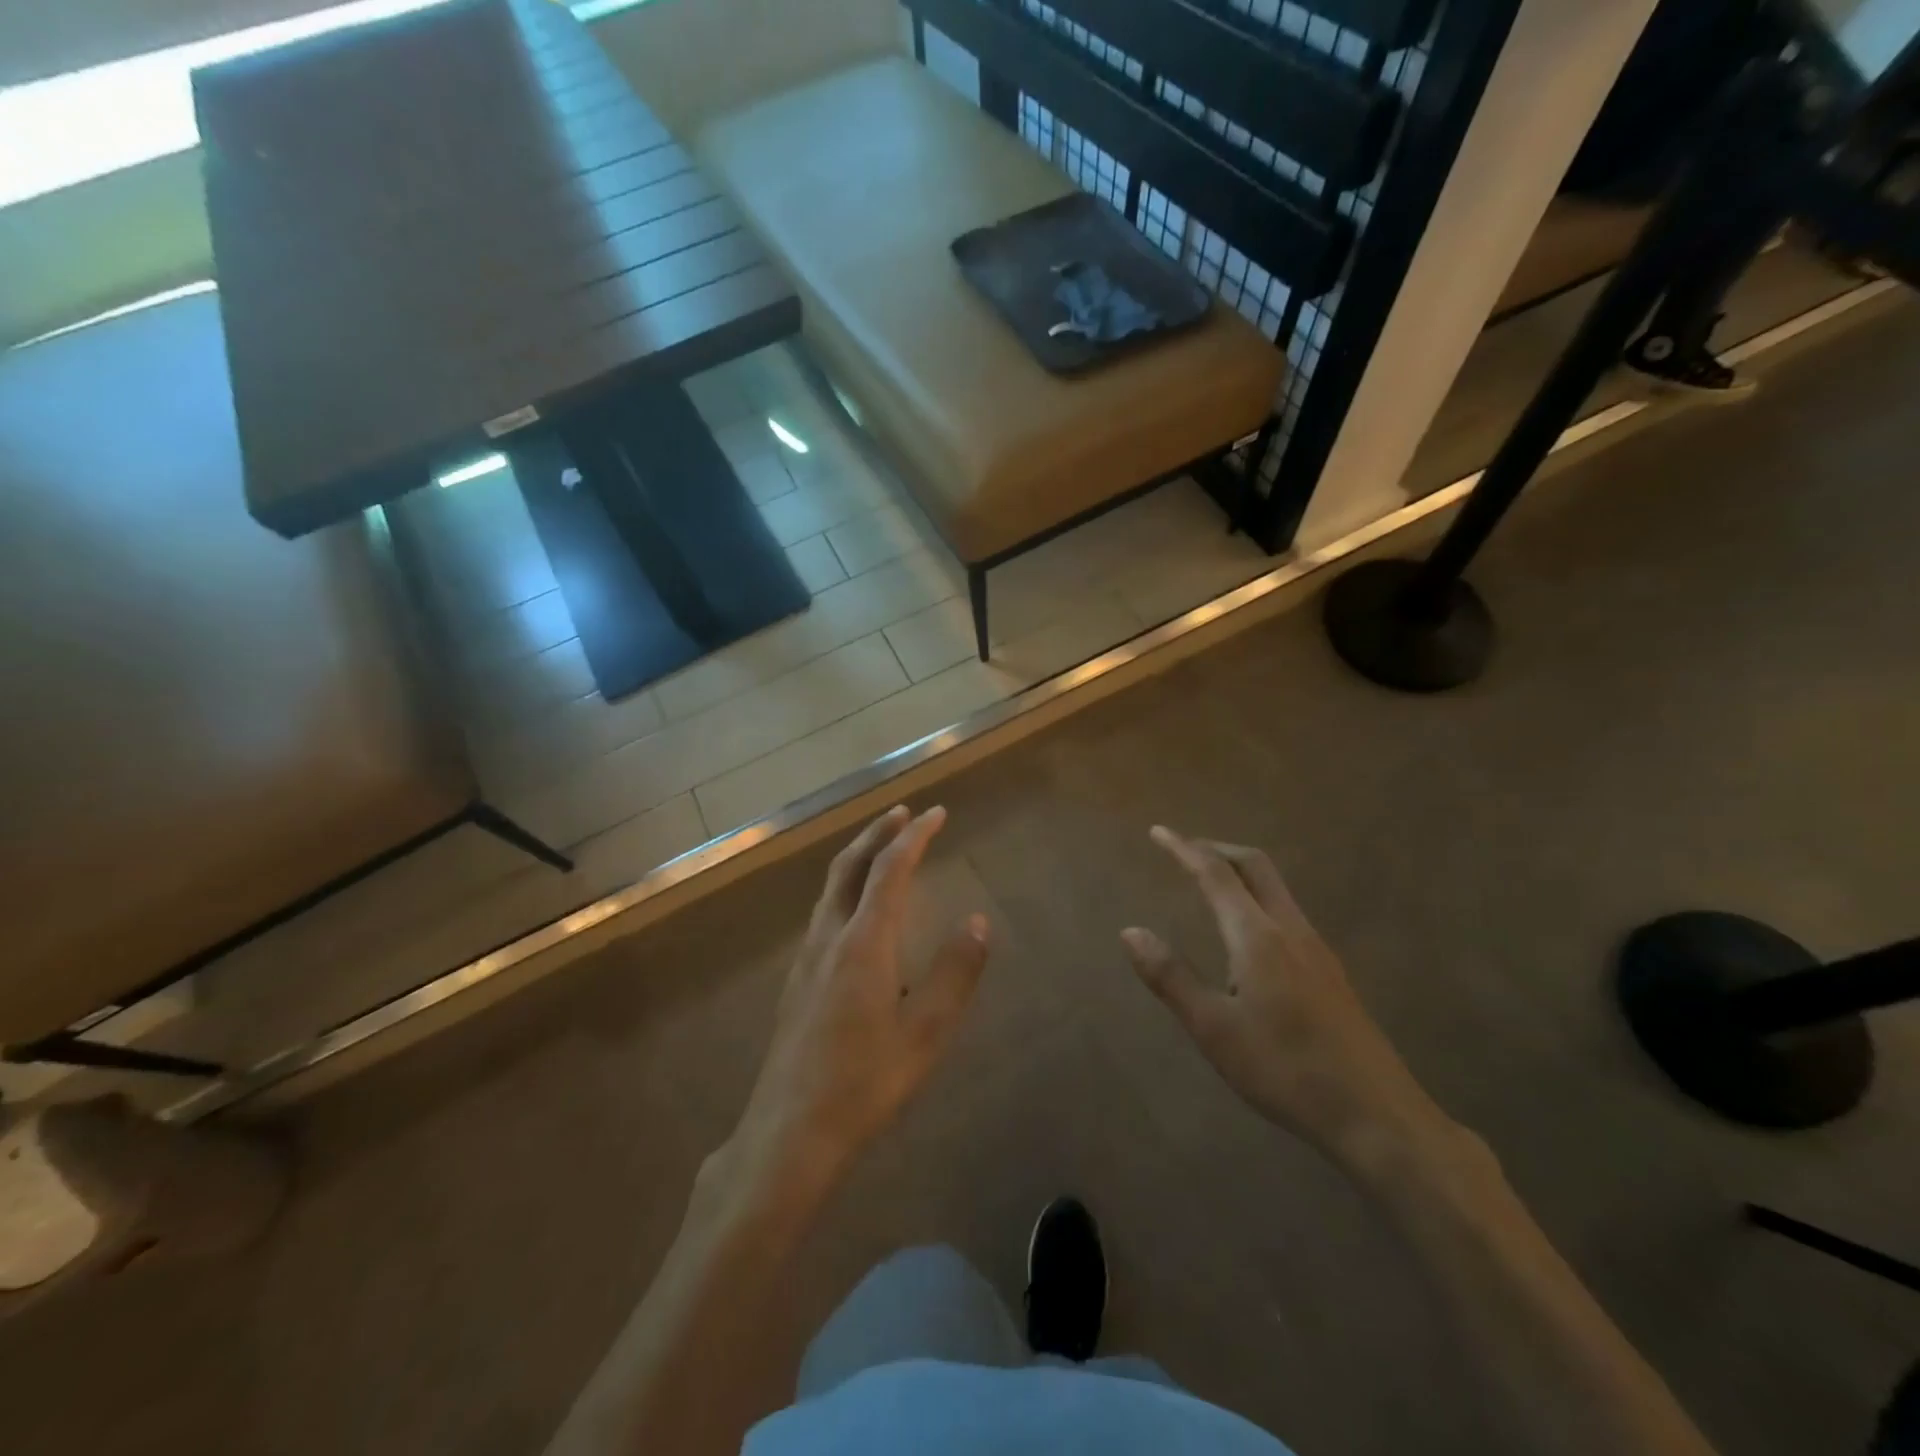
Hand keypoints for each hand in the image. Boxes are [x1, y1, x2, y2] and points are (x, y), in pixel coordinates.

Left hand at [716, 806, 988, 1204]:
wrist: (789, 1132)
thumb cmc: (864, 1084)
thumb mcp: (926, 1034)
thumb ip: (955, 973)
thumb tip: (978, 922)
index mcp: (864, 942)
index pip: (891, 869)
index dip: (916, 836)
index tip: (937, 813)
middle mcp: (830, 937)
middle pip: (850, 866)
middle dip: (878, 833)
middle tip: (904, 813)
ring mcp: (807, 958)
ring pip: (831, 887)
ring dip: (858, 857)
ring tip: (882, 848)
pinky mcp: (797, 980)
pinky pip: (823, 911)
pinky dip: (846, 887)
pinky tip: (857, 911)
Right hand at [1121, 827, 1444, 1167]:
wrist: (1376, 1114)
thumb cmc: (1285, 1069)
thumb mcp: (1213, 1028)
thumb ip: (1171, 976)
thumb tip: (1130, 932)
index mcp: (1257, 936)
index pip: (1215, 874)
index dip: (1184, 849)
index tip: (1159, 831)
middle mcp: (1289, 930)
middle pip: (1255, 866)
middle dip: (1217, 849)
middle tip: (1184, 849)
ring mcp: (1316, 949)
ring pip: (1275, 888)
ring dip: (1239, 872)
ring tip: (1210, 883)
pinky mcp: (1330, 971)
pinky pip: (1286, 911)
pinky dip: (1257, 897)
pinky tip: (1248, 933)